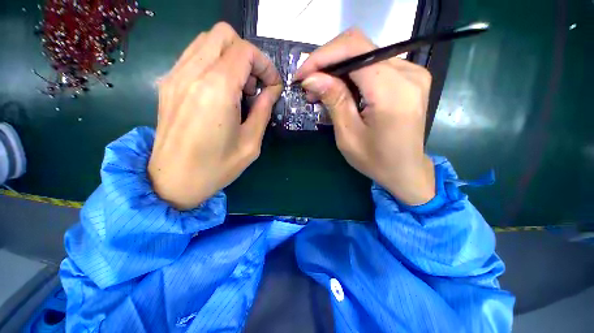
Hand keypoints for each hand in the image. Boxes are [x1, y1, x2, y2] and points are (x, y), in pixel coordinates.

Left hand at [148, 22, 281, 209]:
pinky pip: (194, 56)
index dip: (265, 65)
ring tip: (238, 89)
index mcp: (216, 90)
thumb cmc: (217, 167)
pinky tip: (221, 91)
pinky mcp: (168, 84)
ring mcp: (175, 76)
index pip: (244, 51)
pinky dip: (214, 63)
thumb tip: (271, 91)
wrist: (173, 181)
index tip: (272, 87)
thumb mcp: (251, 143)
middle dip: (247, 55)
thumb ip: (263, 110)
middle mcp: (191, 74)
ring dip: (230, 58)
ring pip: (207, 41)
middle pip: (223, 34)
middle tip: (253, 86)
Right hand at [295, 29, 434, 204]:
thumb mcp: (348, 135)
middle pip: (360, 46)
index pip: (354, 49)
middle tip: (309, 84)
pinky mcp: (411, 77)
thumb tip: (311, 78)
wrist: (405, 170)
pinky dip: (353, 74)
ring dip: (338, 69)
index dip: (322, 57)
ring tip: (321, 90)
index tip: (302, 75)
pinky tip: (342, 90)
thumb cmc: (376, 160)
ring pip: (365, 54)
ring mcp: (413, 73)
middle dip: (327, 62)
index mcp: (392, 91)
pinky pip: (375, 64)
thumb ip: (334, 100)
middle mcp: (408, 73)